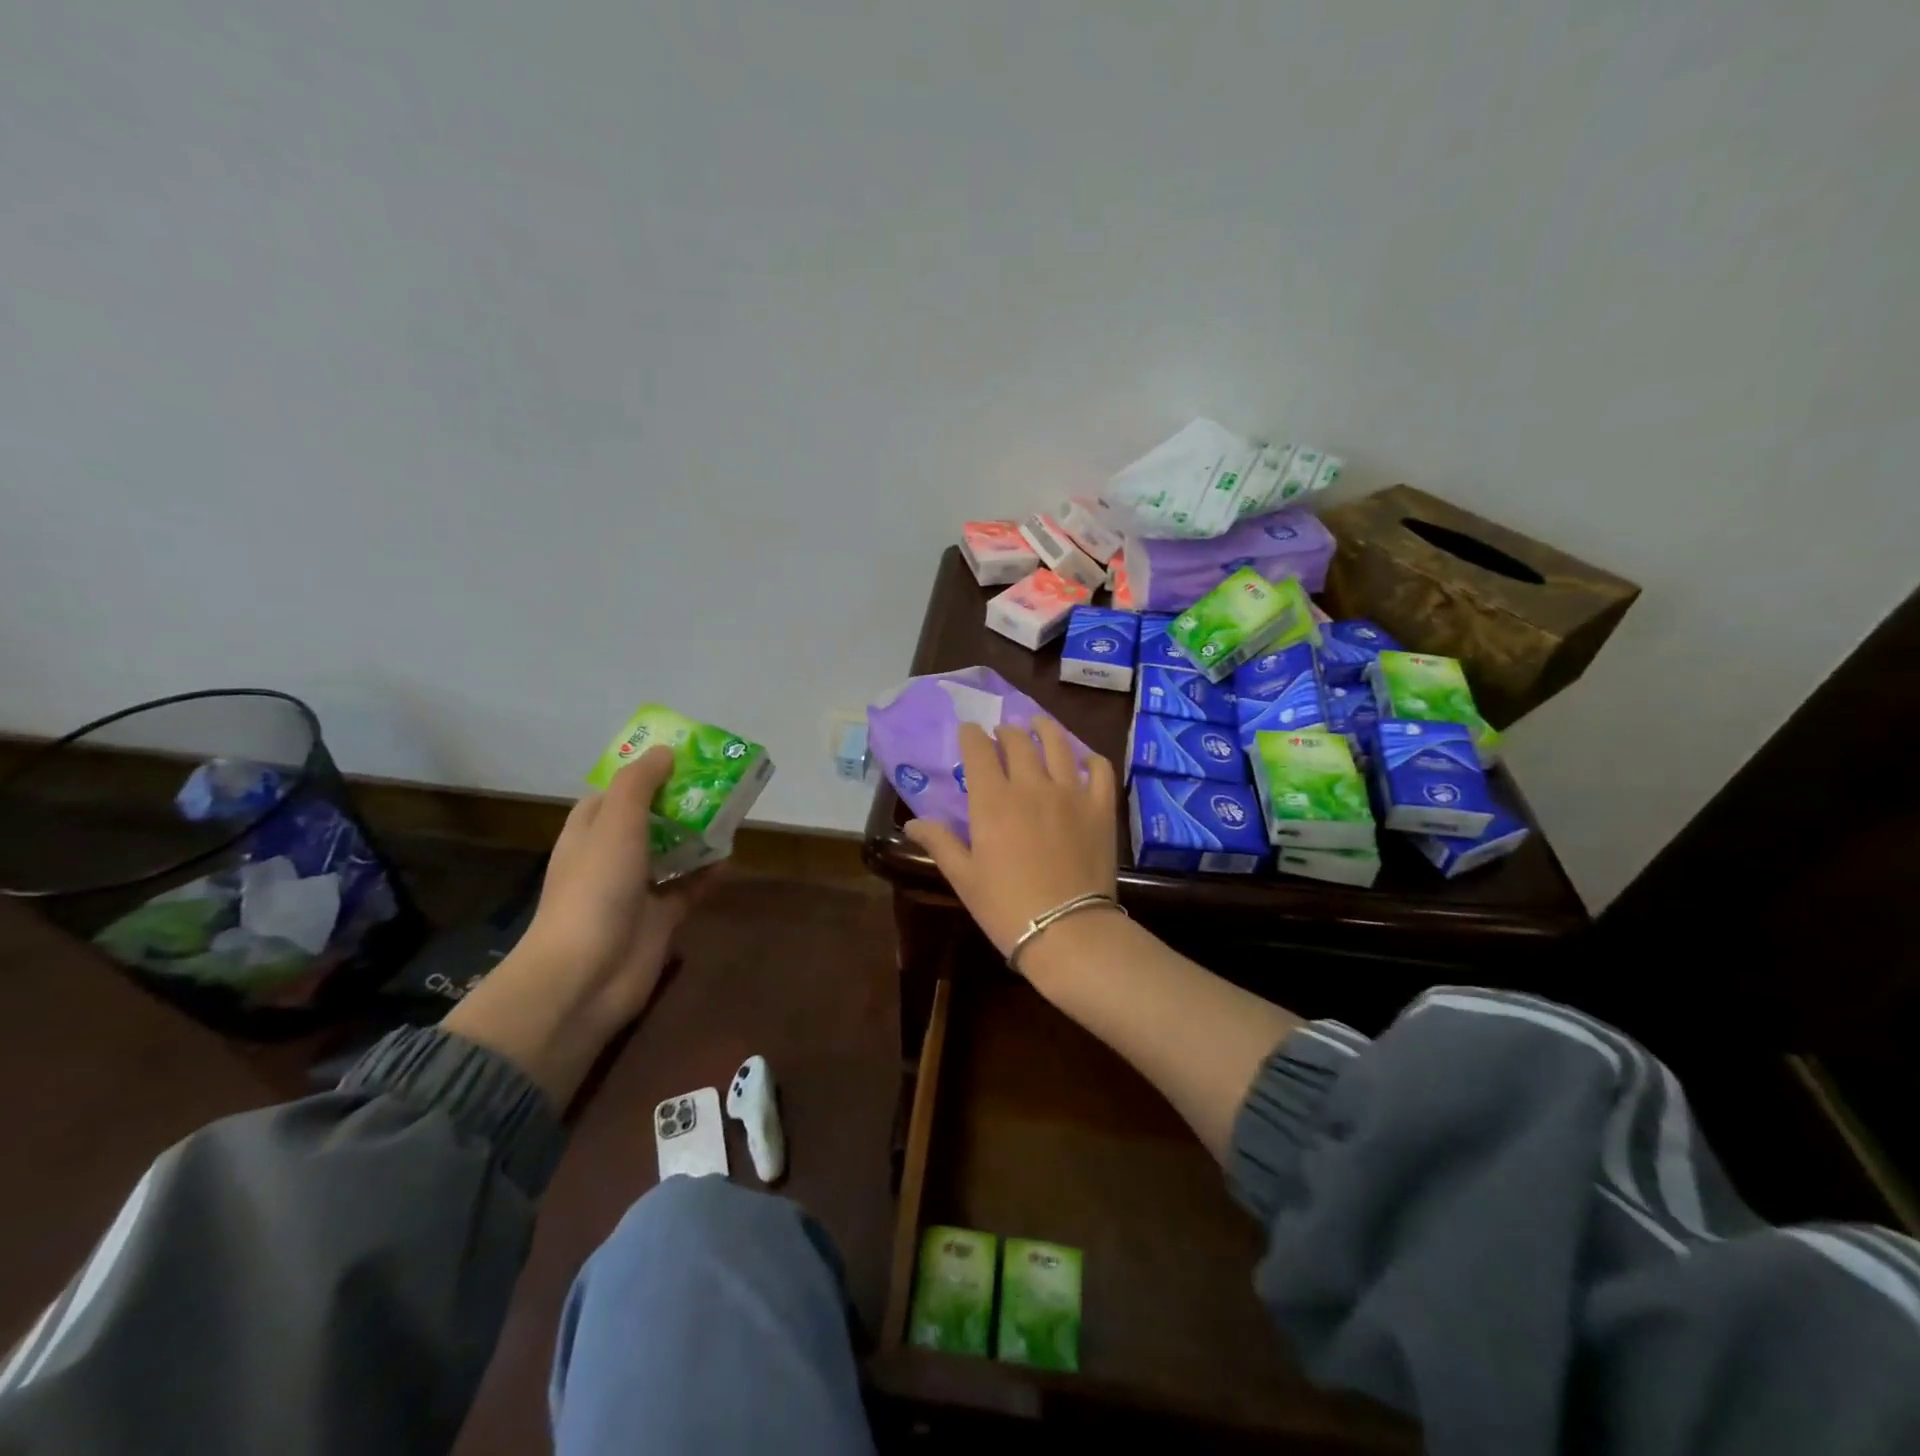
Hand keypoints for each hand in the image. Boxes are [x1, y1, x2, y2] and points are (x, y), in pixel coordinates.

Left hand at [445, 745, 711, 1104]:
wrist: (587, 974)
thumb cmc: (595, 888)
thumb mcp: (614, 822)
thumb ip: (639, 784)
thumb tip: (664, 750)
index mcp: (590, 830)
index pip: (616, 792)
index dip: (645, 773)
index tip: (682, 756)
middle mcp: (612, 855)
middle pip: (650, 819)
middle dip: (680, 801)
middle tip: (719, 782)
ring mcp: (636, 888)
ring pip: (672, 852)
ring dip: (698, 835)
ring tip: (733, 812)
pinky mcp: (660, 917)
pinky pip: (690, 886)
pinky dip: (709, 873)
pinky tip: (732, 857)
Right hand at [903, 720, 1118, 960]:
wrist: (1067, 931)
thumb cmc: (1006, 907)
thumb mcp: (964, 877)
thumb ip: (939, 842)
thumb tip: (913, 823)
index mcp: (992, 800)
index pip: (978, 750)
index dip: (970, 736)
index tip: (968, 732)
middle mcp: (1031, 785)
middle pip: (1017, 741)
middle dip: (1005, 732)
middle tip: (1001, 734)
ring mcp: (1070, 792)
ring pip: (1058, 744)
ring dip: (1044, 729)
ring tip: (1038, 725)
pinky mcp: (1100, 807)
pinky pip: (1099, 769)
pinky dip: (1090, 758)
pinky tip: (1083, 759)